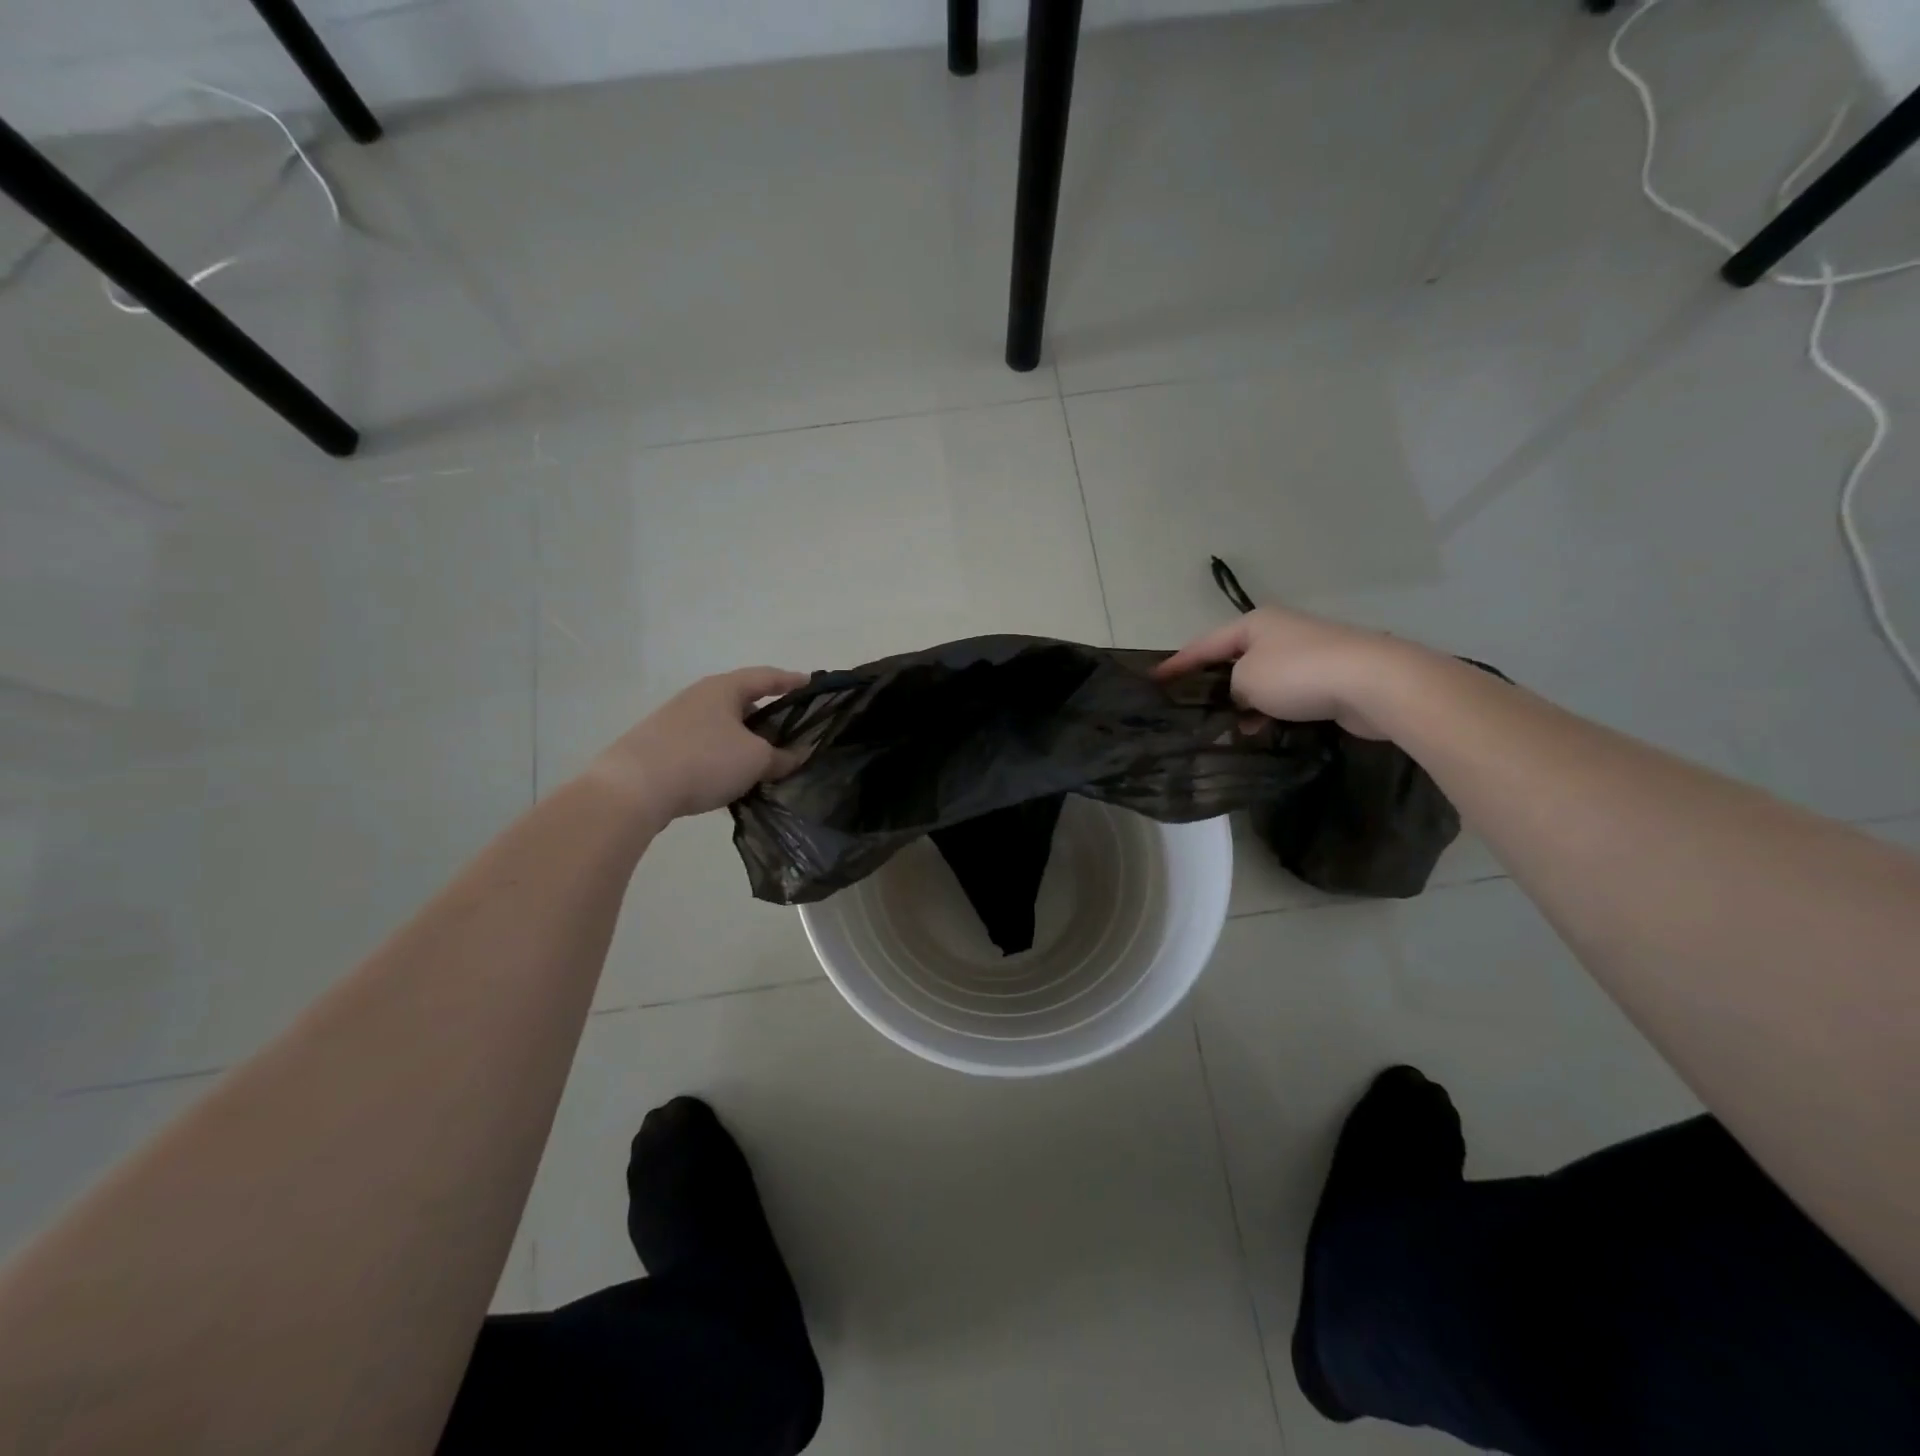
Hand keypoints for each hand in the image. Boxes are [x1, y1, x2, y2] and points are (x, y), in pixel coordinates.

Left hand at [586, 667, 808, 824]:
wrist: (634, 788)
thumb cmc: (704, 760)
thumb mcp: (755, 760)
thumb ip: (781, 756)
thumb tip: (796, 755)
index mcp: (724, 688)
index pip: (766, 677)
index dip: (792, 680)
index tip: (812, 683)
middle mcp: (699, 697)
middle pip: (743, 702)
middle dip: (768, 717)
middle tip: (791, 733)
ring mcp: (677, 721)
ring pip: (723, 727)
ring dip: (745, 741)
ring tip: (764, 762)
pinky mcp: (662, 746)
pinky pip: (705, 746)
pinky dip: (724, 757)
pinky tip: (731, 779)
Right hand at [1155, 606, 1425, 739]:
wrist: (1372, 683)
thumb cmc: (1298, 673)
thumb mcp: (1246, 679)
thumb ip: (1230, 688)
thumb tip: (1241, 699)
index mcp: (1254, 623)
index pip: (1203, 644)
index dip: (1176, 664)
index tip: (1153, 680)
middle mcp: (1278, 633)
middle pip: (1232, 660)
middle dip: (1211, 685)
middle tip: (1187, 709)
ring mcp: (1305, 654)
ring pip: (1259, 681)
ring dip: (1242, 704)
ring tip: (1224, 729)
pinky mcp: (1326, 678)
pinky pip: (1285, 695)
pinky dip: (1270, 711)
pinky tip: (1261, 731)